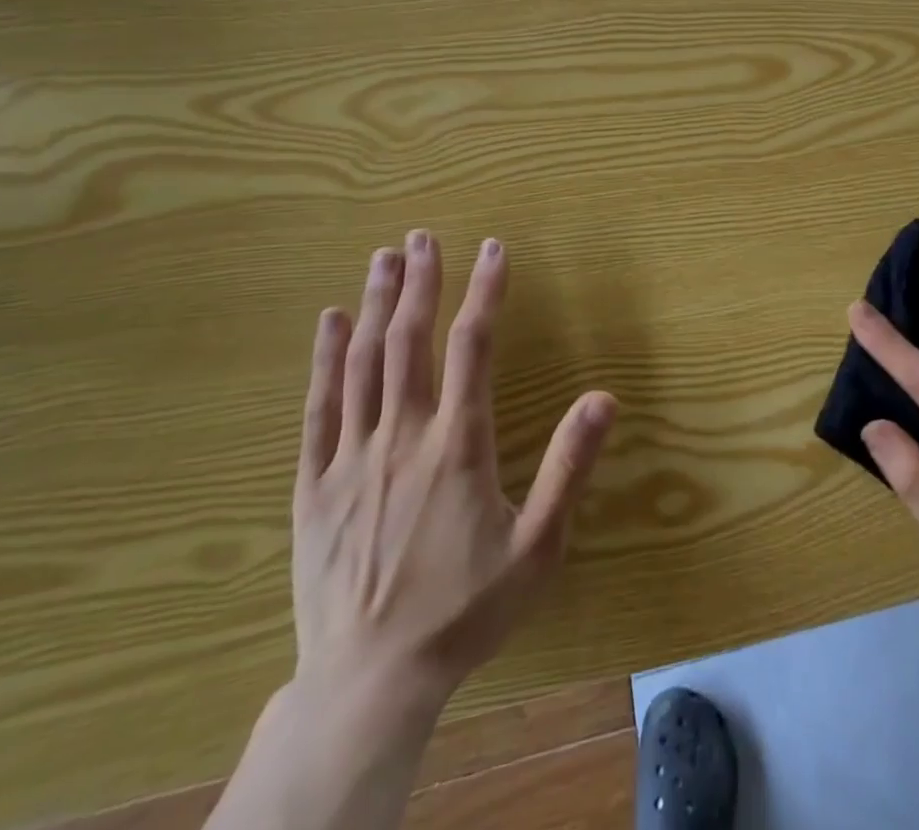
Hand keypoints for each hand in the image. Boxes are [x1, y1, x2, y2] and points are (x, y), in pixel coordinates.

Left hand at [292, 231, 617, 720]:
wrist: (369, 683)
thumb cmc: (464, 610)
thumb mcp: (538, 546)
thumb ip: (571, 466)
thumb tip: (604, 398)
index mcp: (456, 446)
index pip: (472, 348)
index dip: (485, 292)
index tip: (493, 249)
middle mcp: (402, 437)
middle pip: (409, 341)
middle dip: (420, 282)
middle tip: (424, 236)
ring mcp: (351, 459)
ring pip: (363, 363)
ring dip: (375, 305)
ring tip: (384, 259)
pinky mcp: (313, 486)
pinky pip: (318, 409)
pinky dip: (325, 359)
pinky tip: (330, 323)